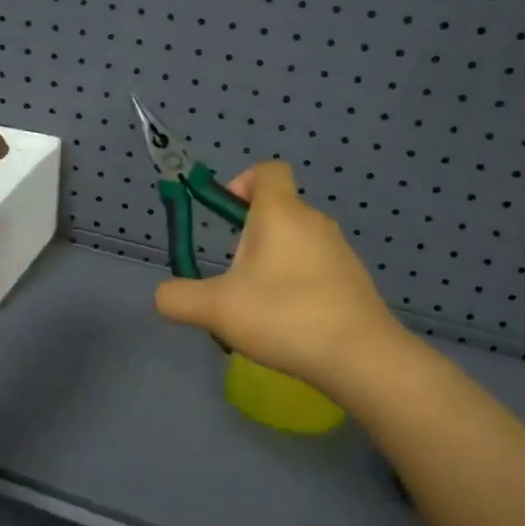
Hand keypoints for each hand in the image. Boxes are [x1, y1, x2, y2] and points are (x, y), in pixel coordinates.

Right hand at [153, 161, 404, 395]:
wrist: (360, 355)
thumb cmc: (284, 315)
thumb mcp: (215, 309)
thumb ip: (178, 298)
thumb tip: (163, 295)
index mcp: (281, 212)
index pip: (267, 170)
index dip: (242, 182)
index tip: (225, 215)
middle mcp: (313, 221)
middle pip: (277, 210)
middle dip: (248, 236)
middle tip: (232, 278)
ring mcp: (339, 250)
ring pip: (295, 243)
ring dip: (271, 264)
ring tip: (257, 309)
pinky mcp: (353, 279)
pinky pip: (315, 269)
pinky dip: (296, 285)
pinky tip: (289, 325)